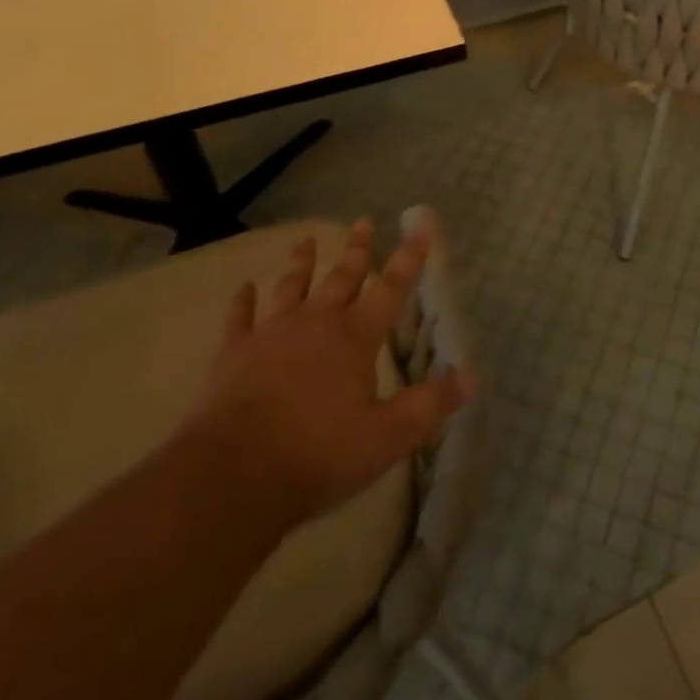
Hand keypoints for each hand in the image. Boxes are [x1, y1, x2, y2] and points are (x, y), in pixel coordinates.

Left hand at [184, 210, 471, 524]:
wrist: (230, 477)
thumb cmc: (317, 456)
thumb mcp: (387, 438)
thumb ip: (429, 405)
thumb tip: (469, 375)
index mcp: (356, 337)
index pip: (392, 287)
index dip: (410, 256)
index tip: (422, 223)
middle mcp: (317, 322)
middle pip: (342, 277)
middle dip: (357, 250)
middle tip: (364, 222)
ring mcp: (271, 334)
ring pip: (292, 287)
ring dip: (302, 263)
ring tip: (306, 241)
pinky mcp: (232, 354)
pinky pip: (239, 318)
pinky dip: (242, 301)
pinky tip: (244, 287)